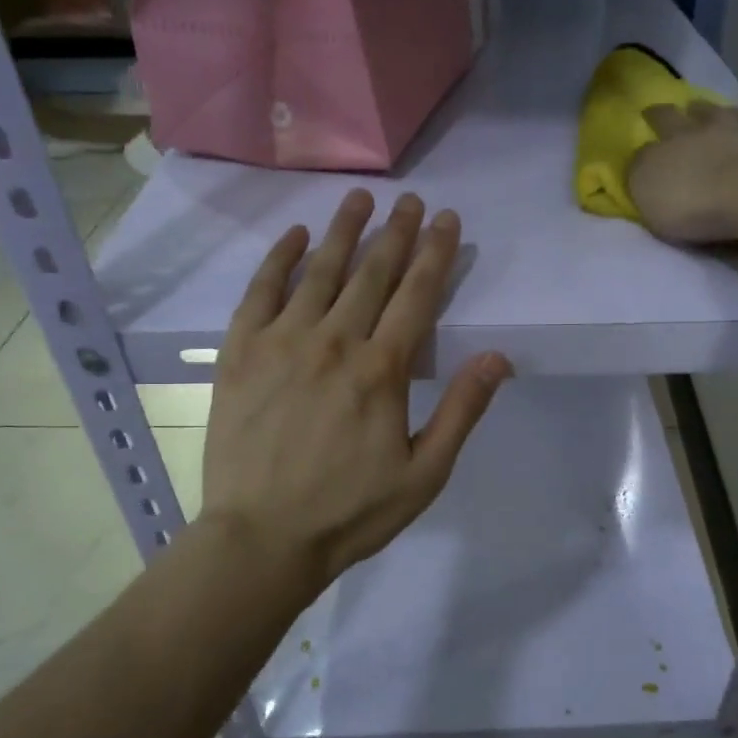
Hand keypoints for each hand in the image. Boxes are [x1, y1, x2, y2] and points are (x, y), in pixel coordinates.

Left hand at [200, 189, 511, 594]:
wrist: (262, 538)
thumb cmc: (351, 511)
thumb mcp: (424, 474)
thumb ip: (461, 410)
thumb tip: (498, 357)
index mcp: (382, 370)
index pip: (417, 295)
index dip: (436, 252)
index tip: (447, 218)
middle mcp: (334, 341)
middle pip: (372, 273)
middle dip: (396, 232)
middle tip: (411, 200)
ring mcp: (282, 342)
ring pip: (319, 271)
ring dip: (343, 231)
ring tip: (360, 199)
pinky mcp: (240, 352)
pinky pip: (260, 292)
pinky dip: (278, 259)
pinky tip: (294, 236)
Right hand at [629, 101, 737, 242]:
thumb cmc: (693, 198)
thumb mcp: (646, 187)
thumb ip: (641, 168)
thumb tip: (644, 154)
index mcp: (678, 136)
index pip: (662, 119)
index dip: (654, 115)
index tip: (649, 111)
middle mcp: (716, 127)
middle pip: (703, 113)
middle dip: (694, 109)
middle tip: (691, 107)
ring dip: (732, 115)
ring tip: (730, 114)